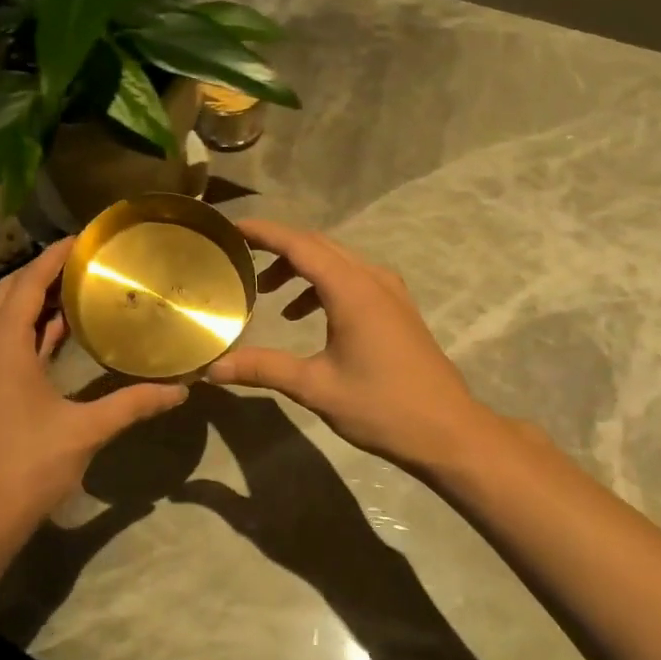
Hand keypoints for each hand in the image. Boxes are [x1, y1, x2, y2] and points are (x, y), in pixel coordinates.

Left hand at [0, 239, 188, 544]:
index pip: (28, 282)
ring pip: (4, 318)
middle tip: (87, 262)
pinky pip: (4, 343)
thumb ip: (133, 404)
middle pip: (11, 293)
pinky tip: (59, 335)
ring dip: (36, 301)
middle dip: (44, 272)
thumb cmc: (26, 465)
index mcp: (4, 345)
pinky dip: (30, 330)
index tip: (84, 237)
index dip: (54, 255)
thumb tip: (181, 390)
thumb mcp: (85, 431)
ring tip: (78, 289)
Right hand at [205, 219, 489, 472]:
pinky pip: (352, 279)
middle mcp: (372, 279)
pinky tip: (305, 315)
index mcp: (352, 290)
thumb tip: (212, 369)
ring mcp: (390, 292)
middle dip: (277, 247)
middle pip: (318, 246)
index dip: (264, 232)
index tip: (231, 228)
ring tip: (267, 292)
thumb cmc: (381, 406)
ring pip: (336, 262)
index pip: (299, 245)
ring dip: (300, 268)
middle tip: (239, 256)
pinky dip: (322, 285)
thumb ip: (263, 369)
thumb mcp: (316, 387)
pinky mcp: (397, 309)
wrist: (448, 431)